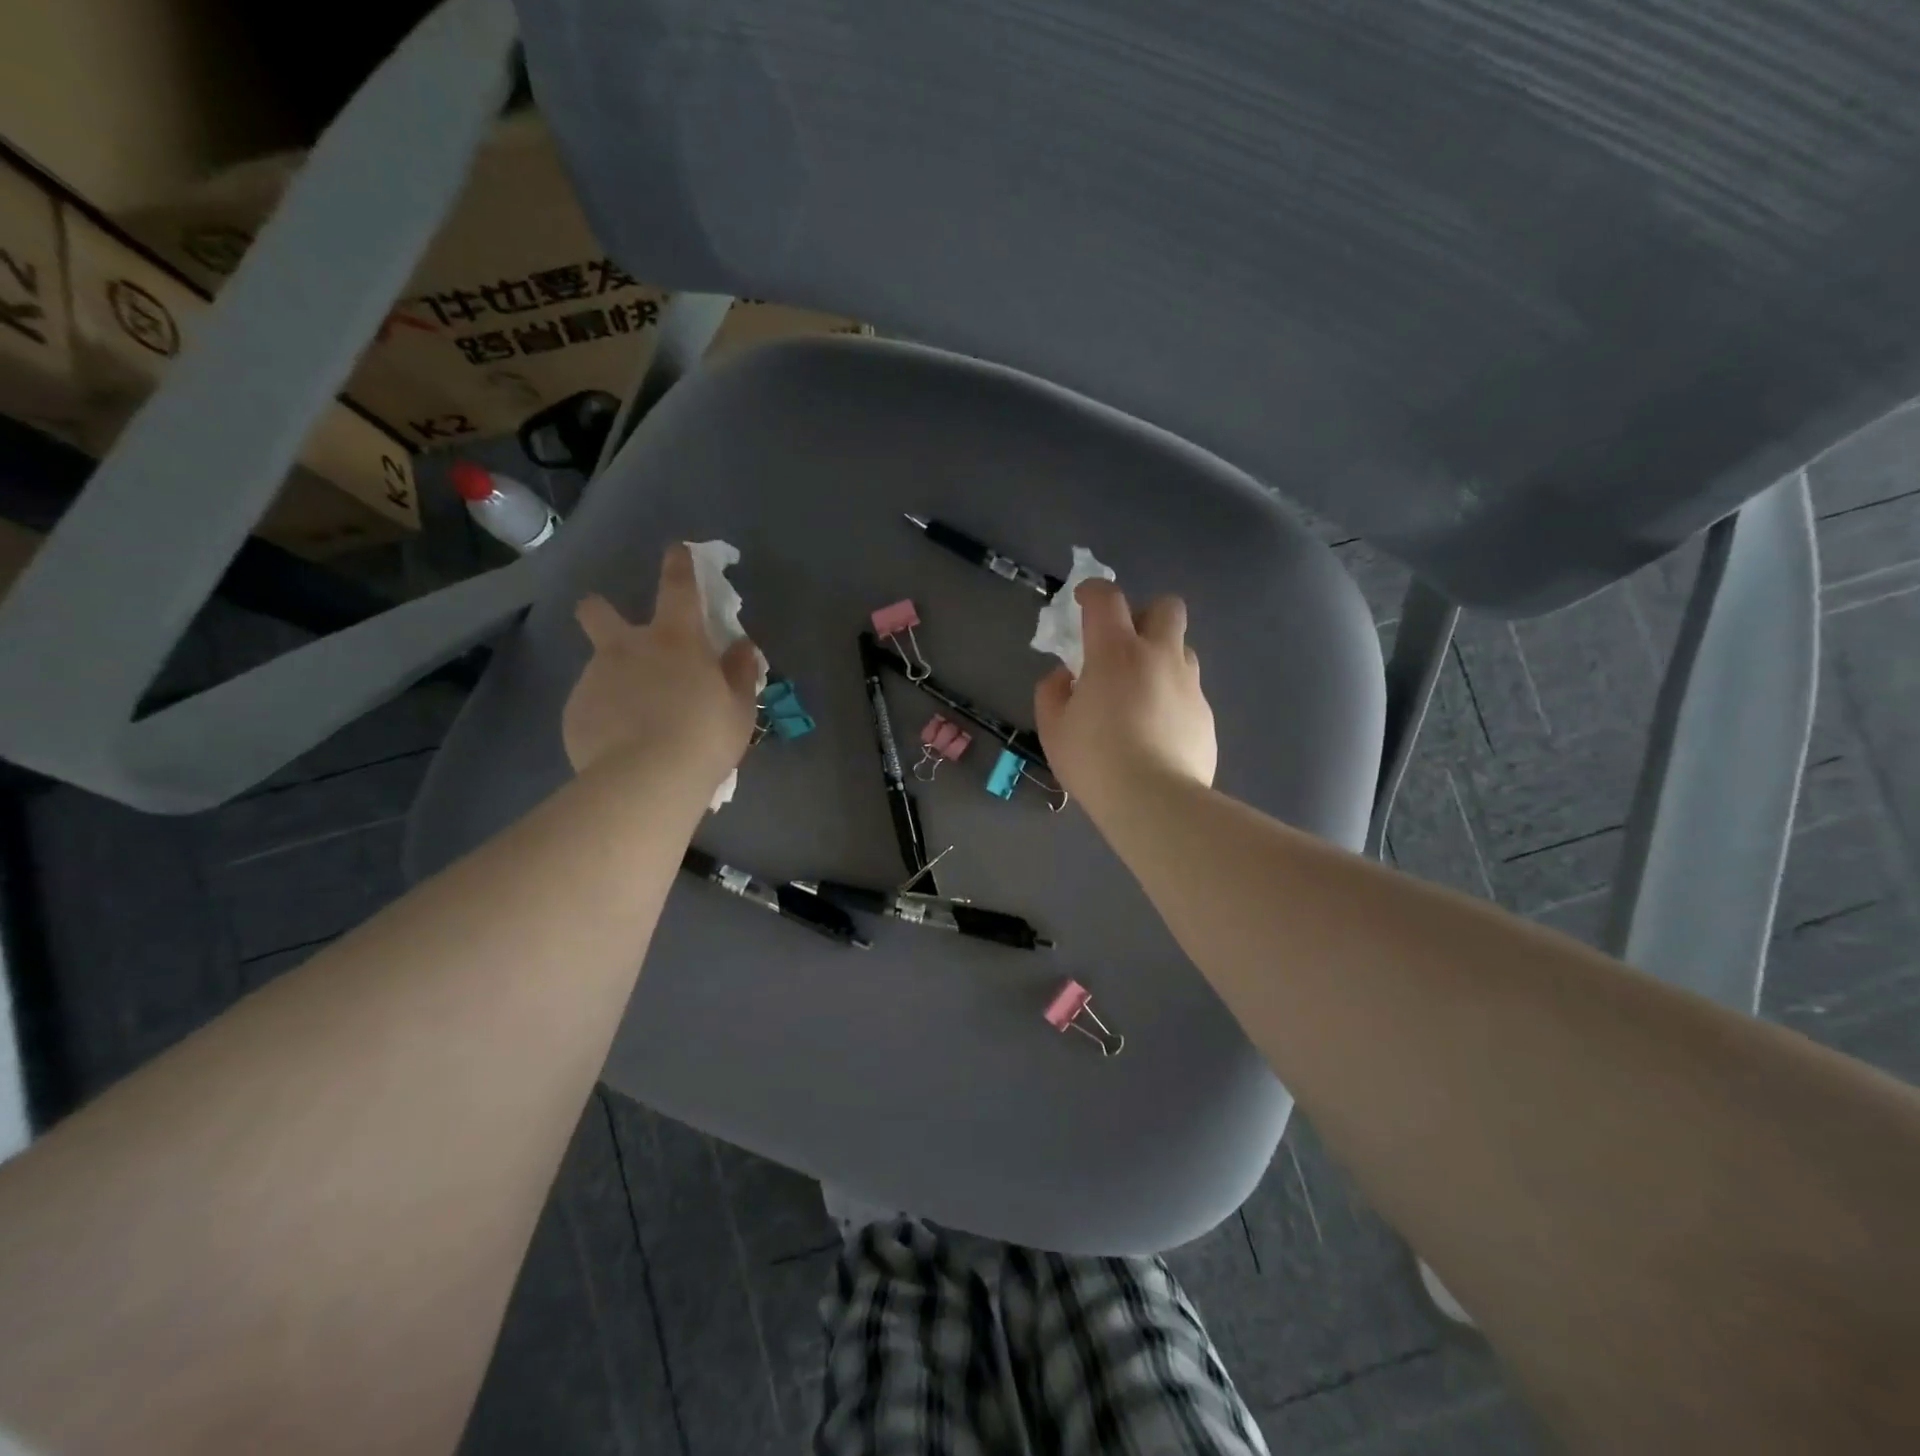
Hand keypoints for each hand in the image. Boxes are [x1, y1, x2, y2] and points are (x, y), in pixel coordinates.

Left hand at [562, 545, 761, 788]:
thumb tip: (742, 647)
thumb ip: (740, 673)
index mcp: (675, 641)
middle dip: (599, 610)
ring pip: (599, 667)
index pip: (677, 589)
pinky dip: (606, 717)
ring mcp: (595, 679)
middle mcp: (628, 648)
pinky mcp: (574, 712)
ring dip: (615, 681)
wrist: (647, 780)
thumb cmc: (705, 736)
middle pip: (598, 613)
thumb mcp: (739, 707)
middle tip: (607, 623)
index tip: (675, 550)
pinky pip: (592, 707)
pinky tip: (620, 745)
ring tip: (636, 722)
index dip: (678, 566)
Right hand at [1035, 581, 1215, 817]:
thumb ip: (1052, 692)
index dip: (1092, 591)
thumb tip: (1065, 677)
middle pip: (1166, 607)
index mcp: (1116, 651)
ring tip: (1140, 693)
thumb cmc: (1095, 759)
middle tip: (1123, 646)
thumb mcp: (1053, 728)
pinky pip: (1188, 692)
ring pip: (1182, 649)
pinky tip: (1156, 731)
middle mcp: (1159, 656)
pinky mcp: (1205, 715)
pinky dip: (1171, 698)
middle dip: (1145, 615)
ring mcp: (1188, 685)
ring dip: (1161, 657)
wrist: (1154, 801)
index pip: (1107, 598)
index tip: (1081, 603)